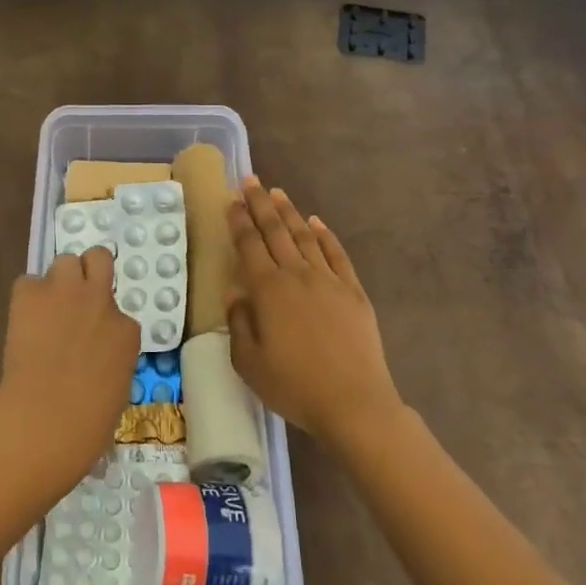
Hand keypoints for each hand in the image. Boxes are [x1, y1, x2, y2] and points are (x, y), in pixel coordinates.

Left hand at [0, 247, 138, 491]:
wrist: (45, 418)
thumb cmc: (87, 424)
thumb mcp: (117, 390)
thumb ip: (111, 361)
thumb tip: (95, 359)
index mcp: (126, 331)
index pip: (119, 313)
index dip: (103, 323)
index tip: (92, 340)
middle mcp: (100, 301)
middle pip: (99, 258)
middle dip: (89, 271)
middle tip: (76, 295)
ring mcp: (66, 292)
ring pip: (65, 261)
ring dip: (58, 280)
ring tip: (47, 305)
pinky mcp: (30, 293)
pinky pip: (28, 282)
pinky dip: (26, 297)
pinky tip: (22, 320)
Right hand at [227, 179, 402, 451]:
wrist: (354, 403)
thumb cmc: (294, 386)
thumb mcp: (248, 362)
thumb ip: (238, 323)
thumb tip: (235, 294)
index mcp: (268, 290)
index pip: (249, 245)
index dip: (239, 220)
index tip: (231, 199)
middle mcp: (297, 275)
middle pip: (275, 231)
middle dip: (260, 204)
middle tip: (250, 181)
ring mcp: (329, 280)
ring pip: (305, 236)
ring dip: (289, 213)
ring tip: (277, 193)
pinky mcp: (353, 292)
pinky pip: (337, 254)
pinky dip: (325, 236)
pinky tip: (316, 223)